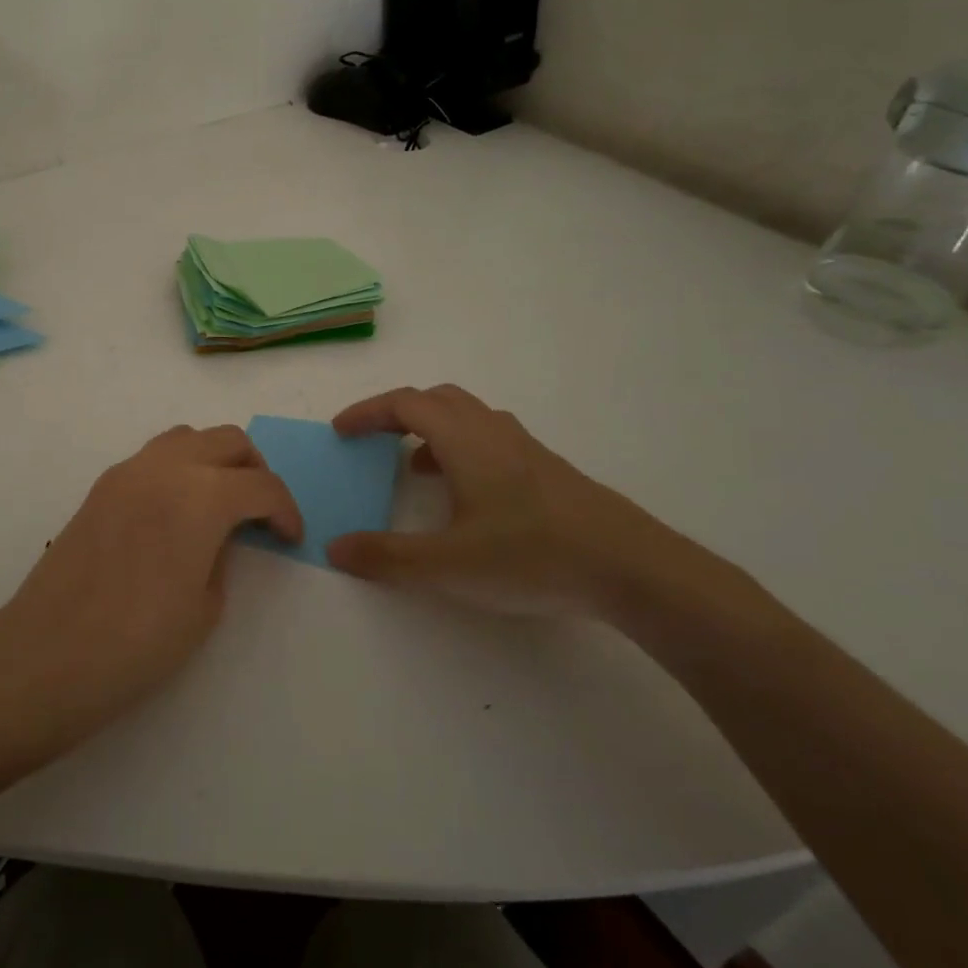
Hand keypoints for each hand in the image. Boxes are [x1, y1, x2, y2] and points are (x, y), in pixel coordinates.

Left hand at [0, 424, 300, 736]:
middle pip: (228, 440)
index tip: (288, 537)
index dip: (285, 509)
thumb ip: (223, 555)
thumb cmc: (139, 641)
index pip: (262, 484)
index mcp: (202, 495)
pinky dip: (178, 468)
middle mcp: (167, 467)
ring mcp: (129, 470)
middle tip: (259, 511)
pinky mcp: (103, 485)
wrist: (50, 653)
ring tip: (217, 502)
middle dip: (254, 470)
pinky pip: (153, 456)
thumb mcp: (206, 605)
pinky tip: (174, 512)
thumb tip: (219, 534)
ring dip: (214, 459)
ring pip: (187, 437)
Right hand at [329, 384, 697, 617]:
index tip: (341, 431)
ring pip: (468, 417)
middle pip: (436, 399)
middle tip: (374, 441)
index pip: (404, 403)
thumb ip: (387, 557)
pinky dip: (462, 450)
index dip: (367, 412)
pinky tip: (468, 497)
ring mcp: (526, 448)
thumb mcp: (448, 565)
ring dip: (432, 431)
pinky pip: (491, 440)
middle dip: (398, 413)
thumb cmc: (532, 556)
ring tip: (415, 469)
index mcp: (464, 439)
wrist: (633, 569)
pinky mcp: (549, 471)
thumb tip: (334, 547)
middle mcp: (493, 431)